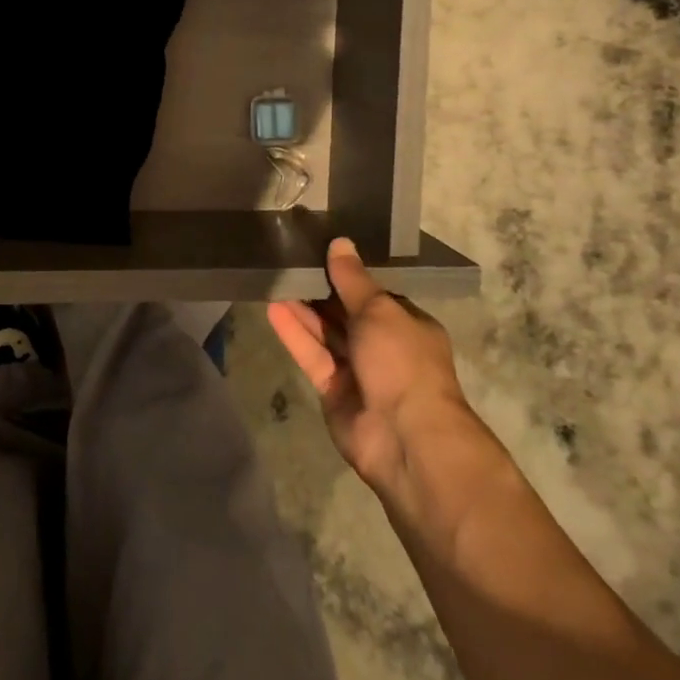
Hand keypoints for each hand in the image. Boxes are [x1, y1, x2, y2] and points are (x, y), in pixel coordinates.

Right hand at [268, 237, 473, 492]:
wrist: (405, 437)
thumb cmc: (402, 362)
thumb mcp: (380, 309)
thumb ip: (353, 279)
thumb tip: (340, 242)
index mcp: (406, 325)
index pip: (374, 294)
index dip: (348, 274)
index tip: (320, 251)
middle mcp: (384, 347)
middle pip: (346, 313)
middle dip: (321, 291)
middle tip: (289, 262)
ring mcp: (358, 371)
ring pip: (326, 333)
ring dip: (303, 310)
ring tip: (275, 279)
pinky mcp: (333, 390)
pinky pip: (312, 356)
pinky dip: (295, 334)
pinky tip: (273, 308)